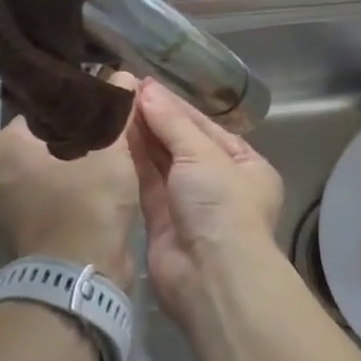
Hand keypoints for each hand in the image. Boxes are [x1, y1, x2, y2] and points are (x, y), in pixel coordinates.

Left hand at [0, 75, 139, 291]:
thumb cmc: (88, 198)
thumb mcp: (109, 144)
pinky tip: (112, 182)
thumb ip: (115, 106)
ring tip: (122, 152)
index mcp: (3, 147)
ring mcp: (12, 208)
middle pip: (52, 139)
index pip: (46, 109)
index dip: (83, 103)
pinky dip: (83, 188)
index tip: (111, 103)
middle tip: (120, 126)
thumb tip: (123, 75)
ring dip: (88, 162)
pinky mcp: (33, 231)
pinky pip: (61, 195)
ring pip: (59, 169)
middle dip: (87, 134)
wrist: (82, 273)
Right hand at [128, 79, 284, 328]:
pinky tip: (115, 137)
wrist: (211, 275)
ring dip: (143, 138)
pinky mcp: (162, 223)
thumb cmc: (221, 204)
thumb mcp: (203, 154)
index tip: (146, 85)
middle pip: (184, 145)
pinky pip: (147, 185)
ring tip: (115, 107)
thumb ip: (172, 123)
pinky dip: (134, 163)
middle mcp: (220, 183)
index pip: (207, 127)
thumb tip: (147, 89)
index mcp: (246, 165)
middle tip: (124, 91)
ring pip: (163, 164)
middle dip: (158, 121)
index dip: (177, 106)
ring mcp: (191, 205)